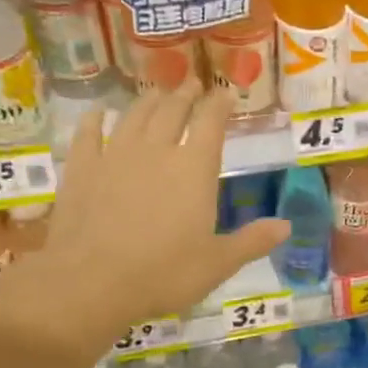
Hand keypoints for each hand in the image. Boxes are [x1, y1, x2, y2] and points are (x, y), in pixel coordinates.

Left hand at [0, 82, 286, 355]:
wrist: (92, 282)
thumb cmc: (164, 274)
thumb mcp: (218, 264)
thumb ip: (253, 241)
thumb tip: (287, 226)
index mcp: (194, 169)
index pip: (211, 123)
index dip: (220, 105)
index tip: (226, 93)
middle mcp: (156, 151)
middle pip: (172, 110)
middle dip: (185, 95)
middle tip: (192, 85)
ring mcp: (114, 156)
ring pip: (134, 116)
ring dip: (148, 101)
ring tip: (157, 94)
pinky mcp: (81, 169)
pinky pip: (88, 134)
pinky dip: (95, 120)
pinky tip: (98, 114)